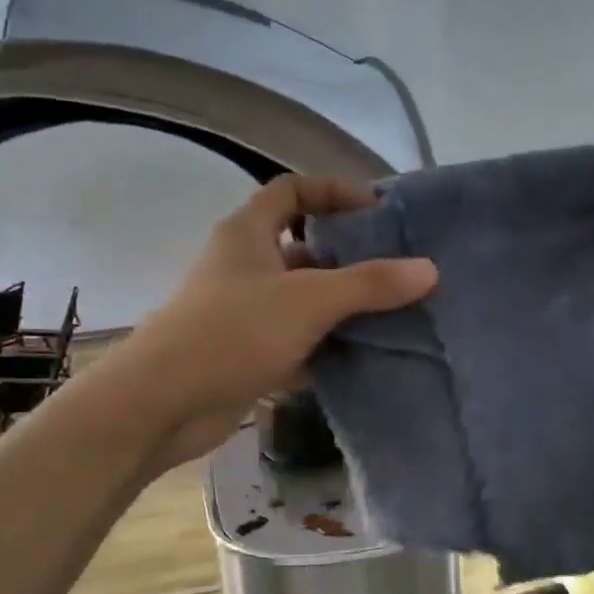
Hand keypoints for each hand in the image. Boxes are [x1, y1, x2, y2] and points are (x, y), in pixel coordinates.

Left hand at [113, 175, 436, 470]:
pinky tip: (359, 359)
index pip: (292, 190)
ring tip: (391, 316)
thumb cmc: (233, 333)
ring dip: (338, 308)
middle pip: (301, 248)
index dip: (334, 192)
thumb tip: (429, 269)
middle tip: (397, 272)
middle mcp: (242, 266)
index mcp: (247, 233)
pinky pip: (291, 341)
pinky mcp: (243, 354)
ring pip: (299, 300)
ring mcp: (240, 312)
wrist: (164, 402)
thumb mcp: (309, 301)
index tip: (376, 212)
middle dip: (346, 258)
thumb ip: (369, 284)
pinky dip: (321, 347)